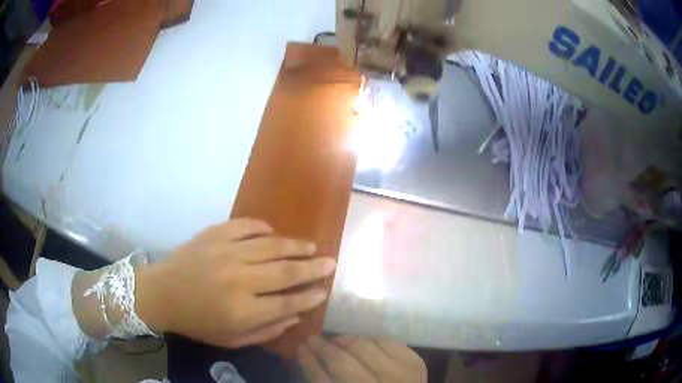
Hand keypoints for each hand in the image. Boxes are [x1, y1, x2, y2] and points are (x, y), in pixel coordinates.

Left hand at [135, 218, 336, 347]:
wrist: (161, 293)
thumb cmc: (196, 322)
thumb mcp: (232, 339)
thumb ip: (266, 331)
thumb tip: (296, 316)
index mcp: (242, 310)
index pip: (287, 302)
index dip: (309, 297)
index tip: (324, 290)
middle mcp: (239, 279)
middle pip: (285, 271)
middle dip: (313, 268)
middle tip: (331, 262)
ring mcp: (226, 252)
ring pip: (271, 246)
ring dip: (295, 246)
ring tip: (312, 247)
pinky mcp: (215, 234)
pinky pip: (246, 226)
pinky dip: (263, 228)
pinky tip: (273, 233)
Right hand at [297, 336, 426, 381]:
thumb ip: (327, 381)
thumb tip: (311, 360)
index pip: (322, 380)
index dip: (308, 362)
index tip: (300, 348)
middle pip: (342, 363)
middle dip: (322, 348)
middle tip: (312, 338)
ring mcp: (400, 375)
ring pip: (365, 347)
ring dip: (346, 340)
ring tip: (336, 339)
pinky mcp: (415, 363)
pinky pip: (389, 341)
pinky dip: (373, 339)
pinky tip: (363, 341)